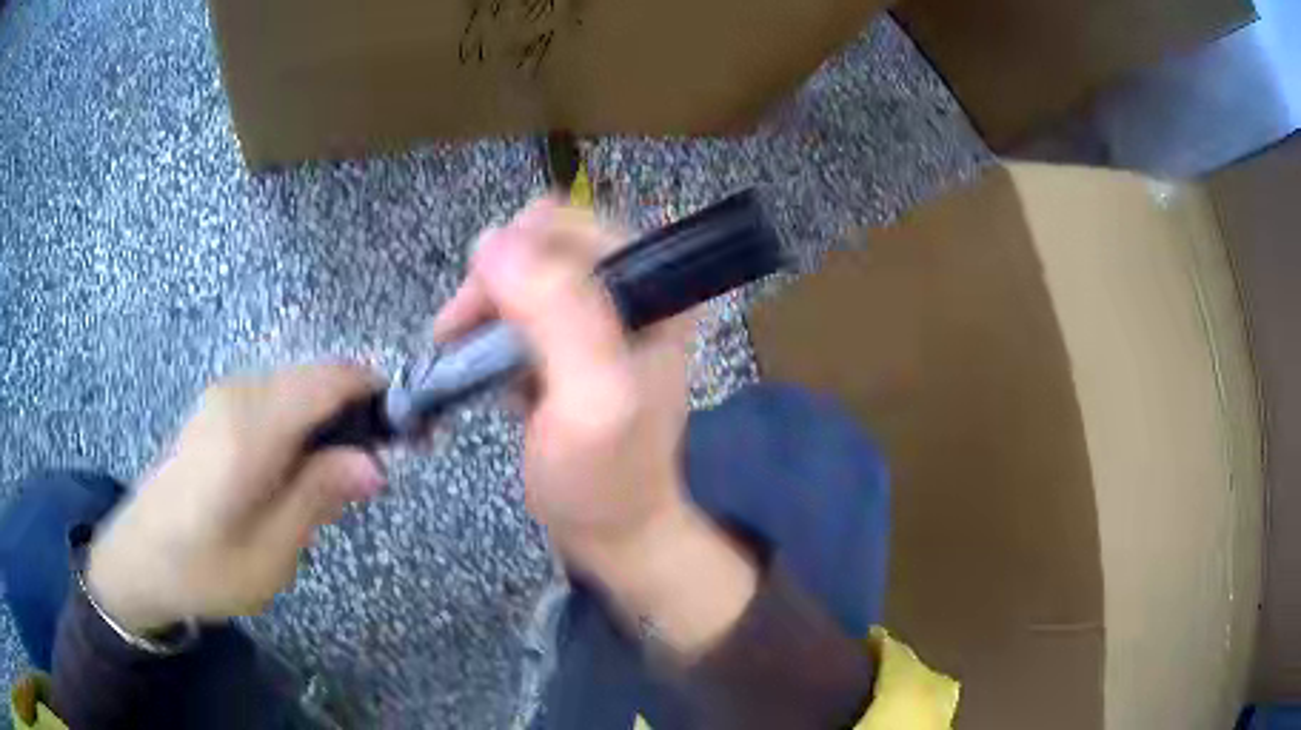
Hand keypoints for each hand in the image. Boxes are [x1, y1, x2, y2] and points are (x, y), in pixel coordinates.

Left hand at [87, 365, 386, 632]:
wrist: (138, 560)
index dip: (381, 395)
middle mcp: (239, 396)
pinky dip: (300, 426)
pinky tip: (295, 474)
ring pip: (296, 389)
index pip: (332, 379)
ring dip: (329, 423)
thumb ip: (319, 498)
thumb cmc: (205, 568)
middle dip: (358, 413)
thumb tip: (375, 463)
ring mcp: (223, 398)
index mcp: (252, 428)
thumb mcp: (271, 554)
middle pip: (318, 379)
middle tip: (377, 472)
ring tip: (337, 483)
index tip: (413, 435)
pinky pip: (273, 402)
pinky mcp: (214, 410)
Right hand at [434, 199, 756, 656]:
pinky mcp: (571, 341)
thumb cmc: (603, 479)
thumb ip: (558, 315)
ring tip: (462, 356)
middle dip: (493, 285)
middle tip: (460, 334)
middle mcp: (634, 290)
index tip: (477, 308)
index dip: (516, 255)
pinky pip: (518, 308)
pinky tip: (484, 367)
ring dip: (483, 308)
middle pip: (542, 245)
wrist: (613, 533)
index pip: (574, 226)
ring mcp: (600, 315)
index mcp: (657, 290)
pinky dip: (489, 329)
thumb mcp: (591, 401)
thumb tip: (494, 241)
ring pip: (522, 274)